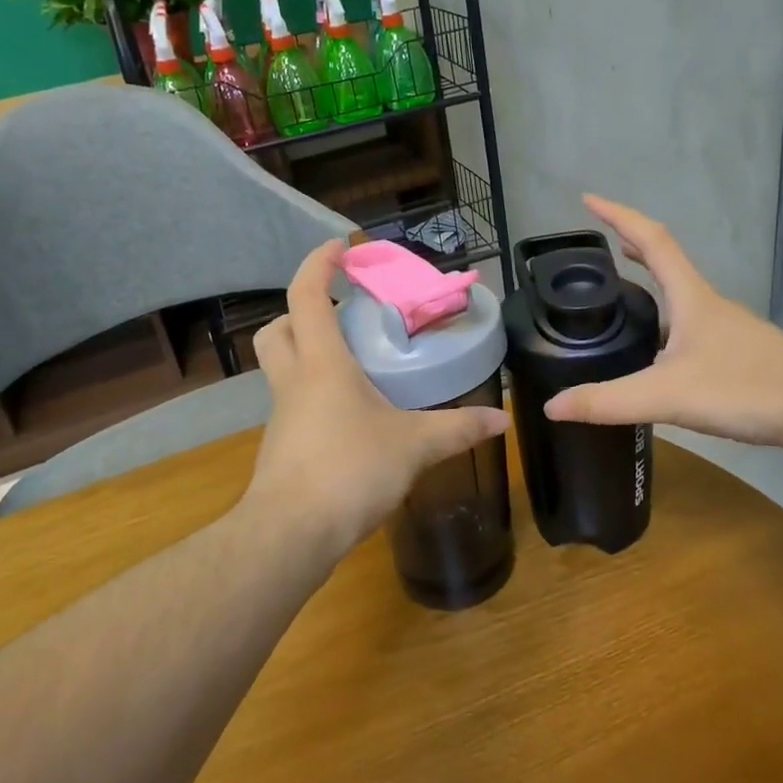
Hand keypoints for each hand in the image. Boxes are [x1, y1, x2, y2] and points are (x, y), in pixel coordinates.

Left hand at [240, 240, 509, 560]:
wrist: (290, 534)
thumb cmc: (349, 471)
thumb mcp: (414, 446)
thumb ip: (459, 429)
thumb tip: (503, 419)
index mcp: (322, 364)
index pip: (308, 296)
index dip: (319, 264)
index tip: (339, 247)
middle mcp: (295, 382)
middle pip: (279, 329)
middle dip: (303, 311)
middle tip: (343, 315)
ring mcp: (283, 416)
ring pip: (282, 367)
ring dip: (309, 353)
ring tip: (356, 364)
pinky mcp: (282, 447)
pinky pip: (295, 404)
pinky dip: (316, 395)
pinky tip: (352, 417)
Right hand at [542, 195, 782, 451]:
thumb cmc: (746, 389)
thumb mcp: (667, 396)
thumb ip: (608, 402)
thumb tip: (552, 406)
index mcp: (691, 297)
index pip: (652, 240)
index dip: (619, 216)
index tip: (589, 199)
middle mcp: (710, 304)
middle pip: (669, 260)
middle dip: (633, 245)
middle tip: (604, 244)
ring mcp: (730, 328)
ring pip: (684, 295)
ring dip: (654, 282)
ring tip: (625, 294)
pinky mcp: (742, 354)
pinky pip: (695, 324)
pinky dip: (669, 319)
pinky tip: (663, 353)